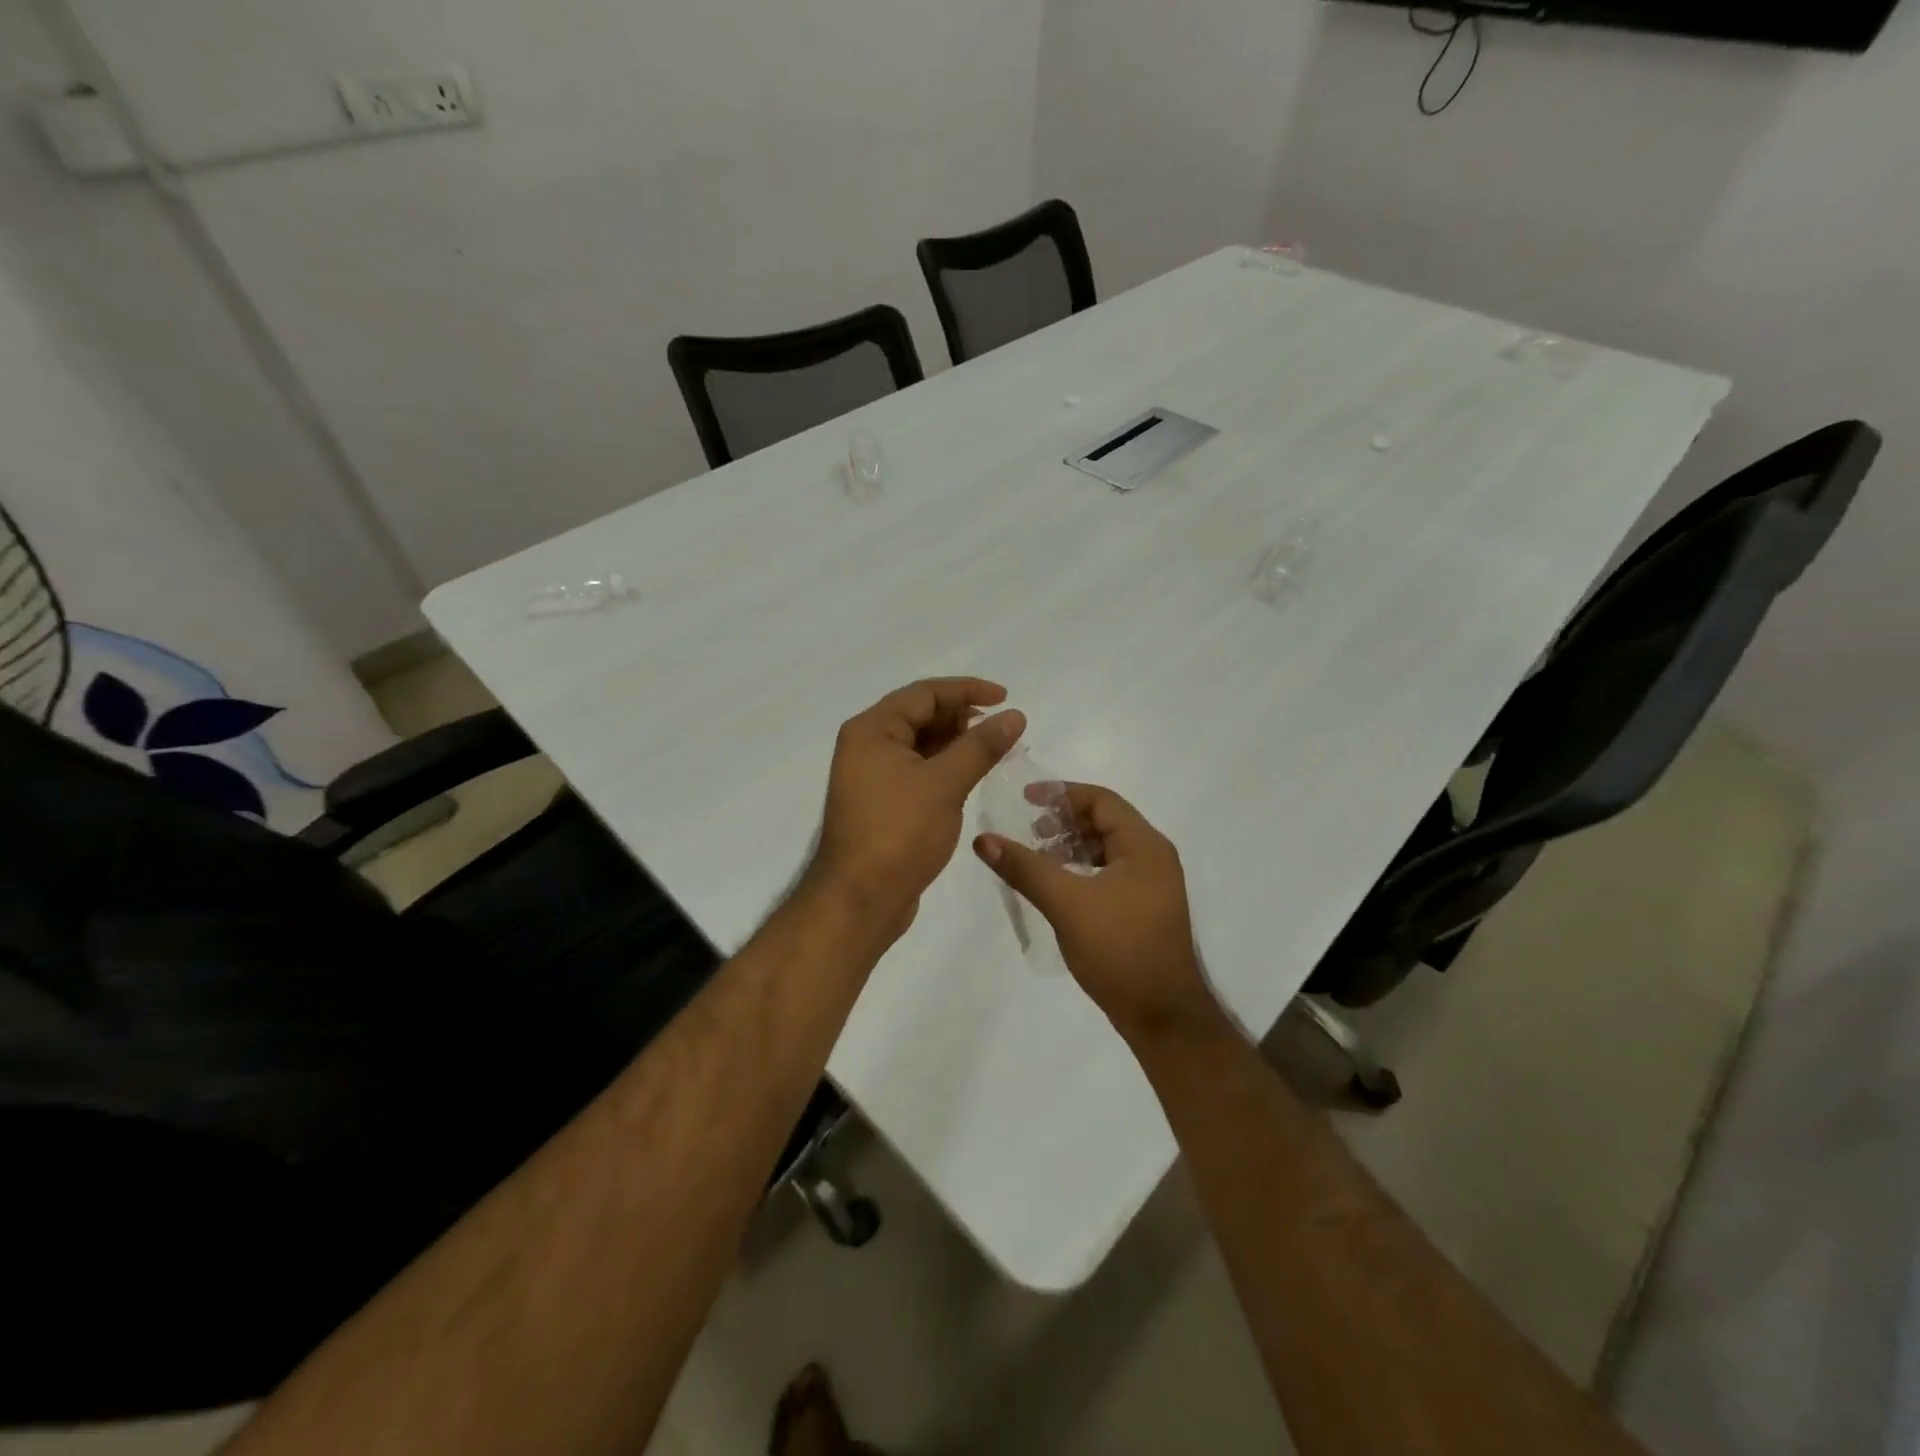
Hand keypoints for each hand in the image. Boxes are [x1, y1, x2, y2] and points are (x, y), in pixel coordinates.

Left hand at [812, 678, 1025, 938]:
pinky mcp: (883, 802)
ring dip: (957, 743)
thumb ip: (981, 746)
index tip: (1005, 698)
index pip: (924, 693)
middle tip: (1002, 729)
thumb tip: (1014, 715)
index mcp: (872, 730)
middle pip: (920, 715)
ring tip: (995, 751)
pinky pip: (918, 770)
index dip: (967, 690)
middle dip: (962, 717)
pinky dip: (946, 767)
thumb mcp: (944, 784)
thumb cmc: (898, 834)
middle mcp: (867, 746)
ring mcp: (872, 776)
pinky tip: (972, 776)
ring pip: (921, 745)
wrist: (859, 900)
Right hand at [973, 783, 1220, 1042]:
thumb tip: (984, 840)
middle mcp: (1154, 858)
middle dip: (1065, 821)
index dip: (1062, 794)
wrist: (1162, 1016)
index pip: (1102, 800)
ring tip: (1038, 857)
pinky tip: (1058, 886)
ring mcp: (1152, 885)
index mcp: (1145, 846)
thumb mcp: (1066, 903)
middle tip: (1030, 831)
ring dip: (1072, 846)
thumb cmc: (1119, 949)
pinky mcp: (1144, 909)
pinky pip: (1110, 872)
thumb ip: (1025, 868)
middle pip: (1106, 821)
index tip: (1026, 799)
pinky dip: (1082, 869)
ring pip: (1107, 849)